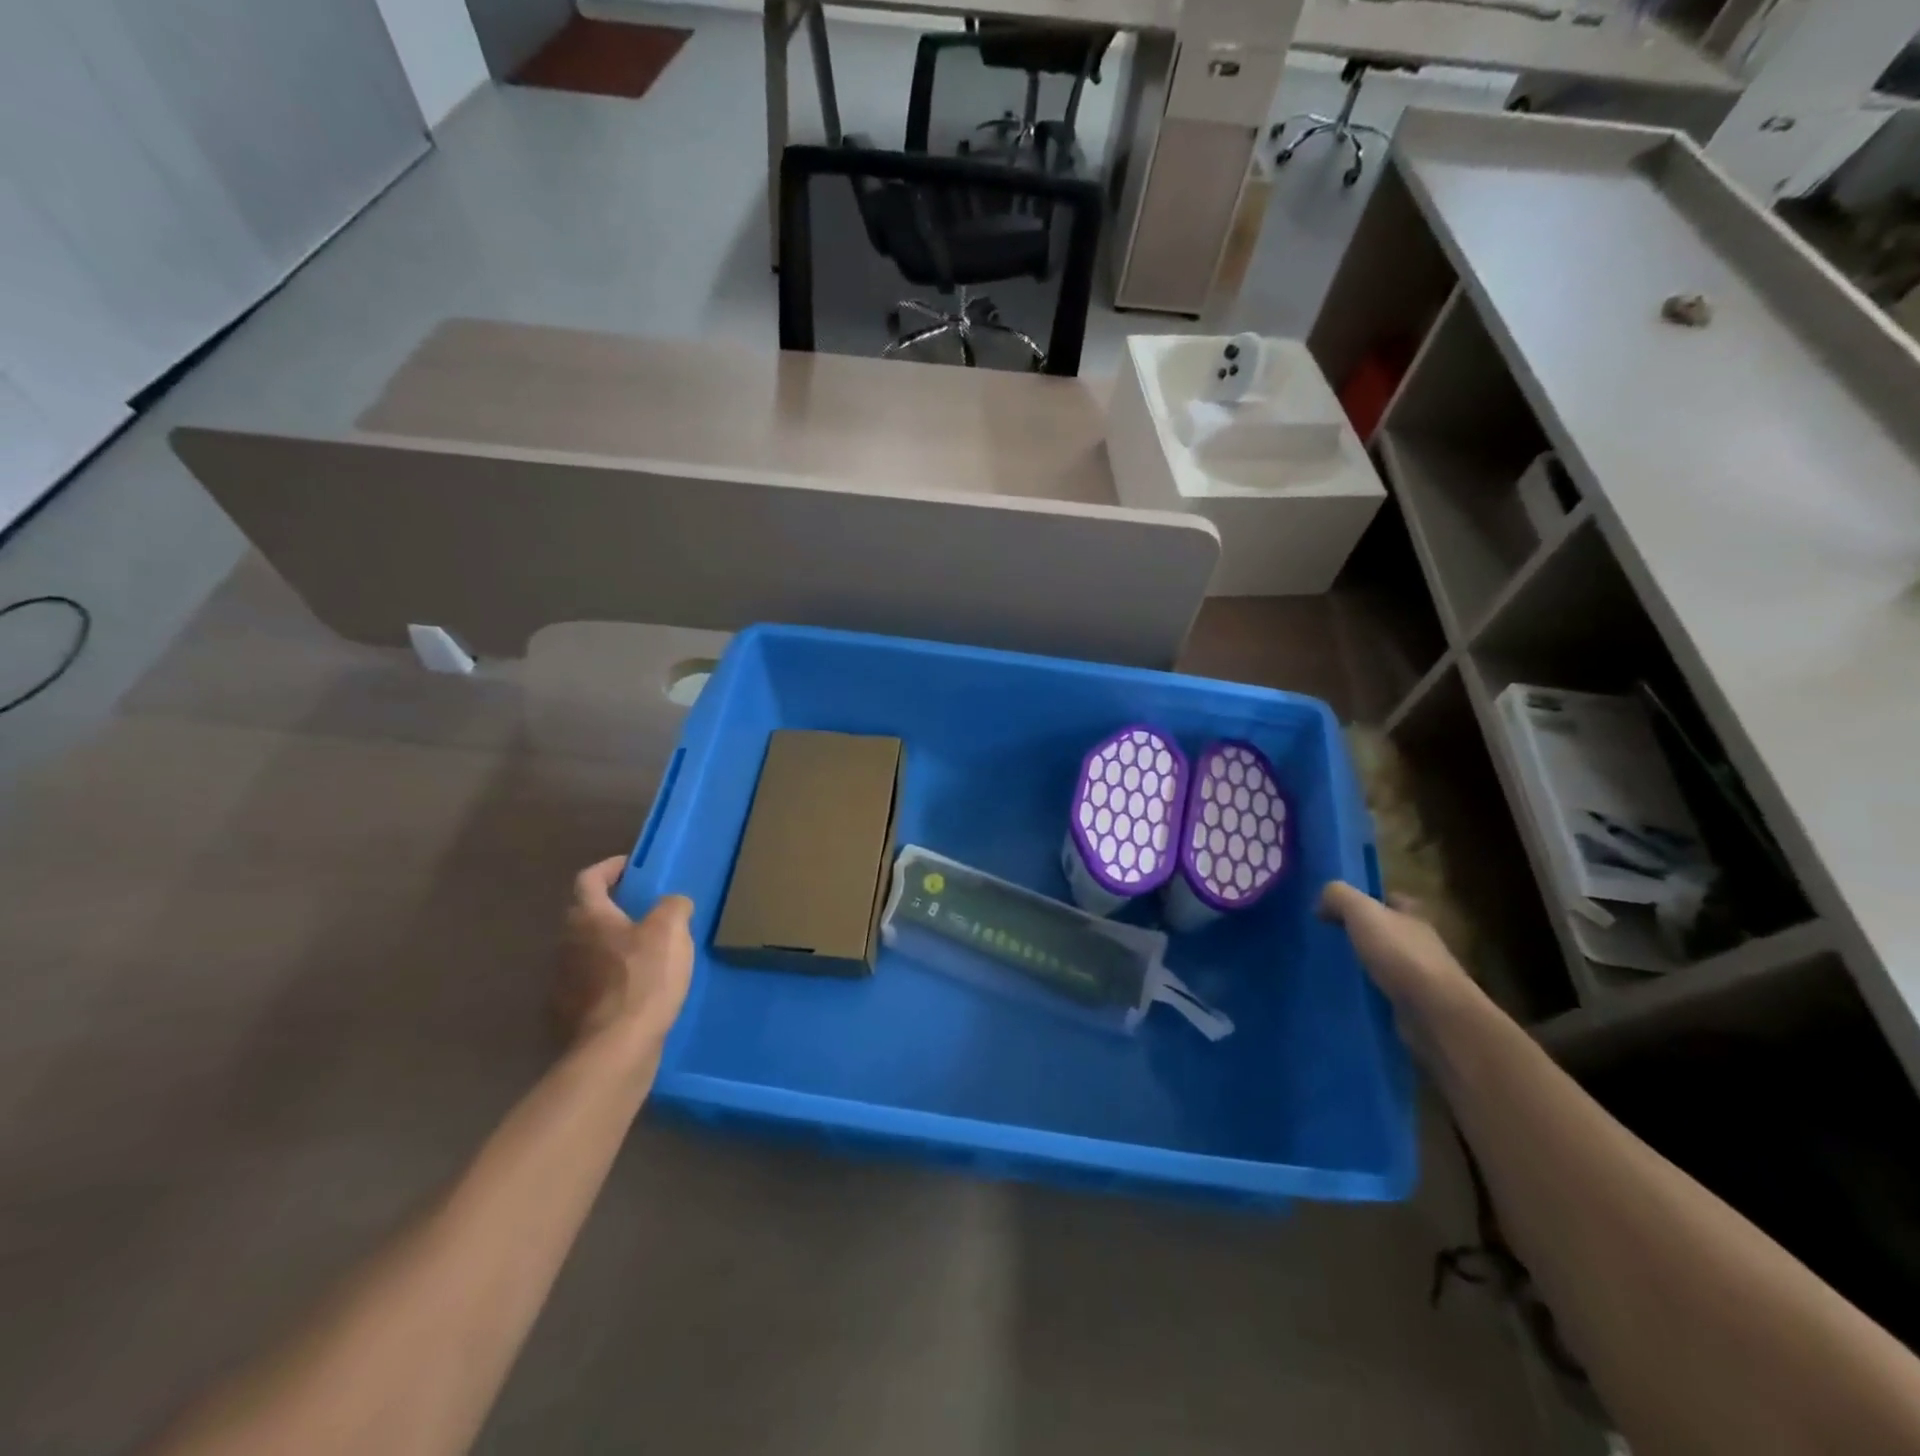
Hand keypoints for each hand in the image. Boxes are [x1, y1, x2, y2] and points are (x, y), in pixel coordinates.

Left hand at [556, 858, 694, 1060]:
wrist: (616, 1049)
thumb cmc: (644, 979)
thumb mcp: (671, 931)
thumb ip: (673, 907)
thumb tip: (673, 904)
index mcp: (589, 918)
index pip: (589, 879)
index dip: (610, 868)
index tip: (631, 866)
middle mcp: (567, 944)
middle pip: (586, 915)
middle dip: (612, 908)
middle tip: (645, 909)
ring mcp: (564, 981)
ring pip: (588, 950)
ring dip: (612, 944)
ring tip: (646, 951)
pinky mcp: (571, 1013)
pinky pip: (591, 983)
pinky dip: (610, 978)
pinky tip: (636, 989)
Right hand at [1318, 880, 1481, 1027]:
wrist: (1434, 1013)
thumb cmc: (1400, 954)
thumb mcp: (1362, 912)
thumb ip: (1339, 897)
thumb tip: (1321, 902)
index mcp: (1413, 915)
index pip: (1389, 899)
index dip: (1365, 900)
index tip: (1335, 908)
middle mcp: (1419, 942)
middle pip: (1385, 932)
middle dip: (1359, 934)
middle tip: (1325, 938)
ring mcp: (1419, 977)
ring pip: (1382, 963)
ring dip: (1360, 965)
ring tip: (1327, 967)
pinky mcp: (1413, 1006)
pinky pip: (1382, 992)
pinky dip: (1365, 992)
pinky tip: (1342, 994)